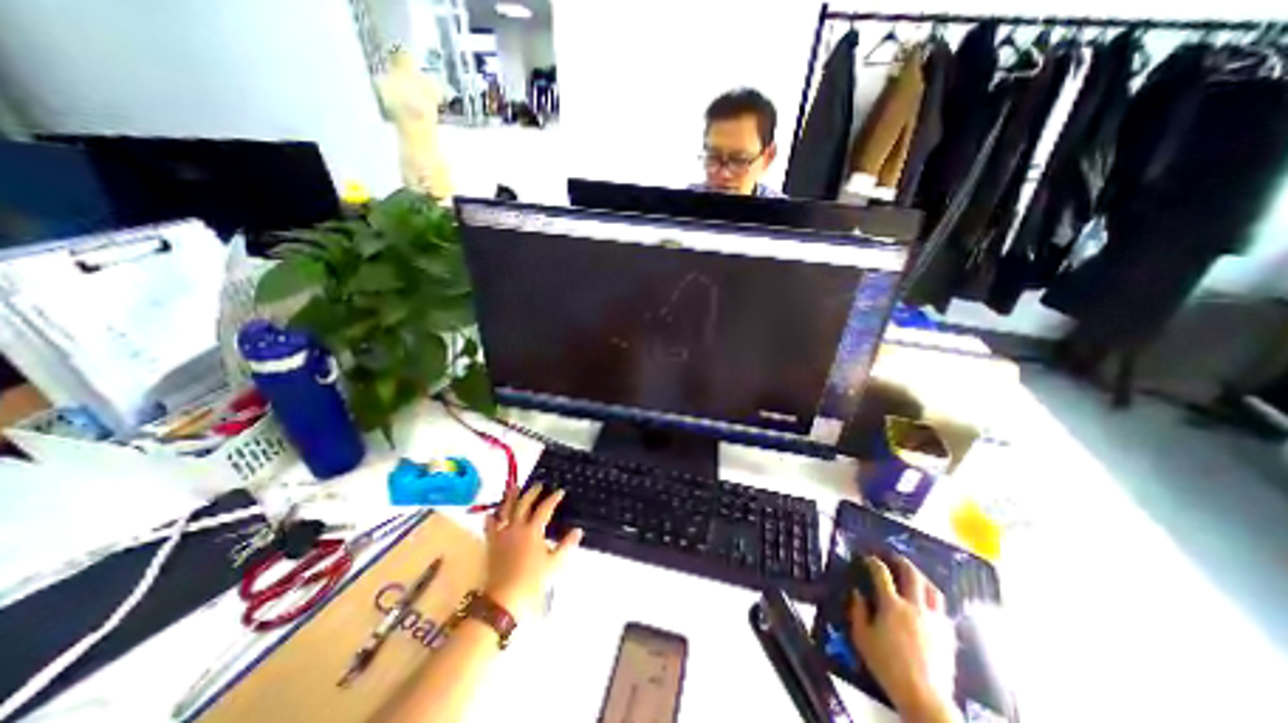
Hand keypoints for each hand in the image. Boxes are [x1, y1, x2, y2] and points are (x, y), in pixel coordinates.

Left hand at [484, 487, 584, 621]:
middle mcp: (517, 528)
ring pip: (505, 510)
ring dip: (510, 498)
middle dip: (532, 493)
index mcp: (533, 531)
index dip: (553, 499)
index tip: (560, 492)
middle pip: (524, 504)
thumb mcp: (555, 564)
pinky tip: (492, 513)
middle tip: (538, 485)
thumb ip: (566, 545)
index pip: (544, 509)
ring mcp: (502, 535)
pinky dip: (491, 517)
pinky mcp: (492, 544)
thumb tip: (578, 531)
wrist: (504, 599)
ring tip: (514, 488)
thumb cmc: (532, 581)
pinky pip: (490, 526)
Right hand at [854, 557, 958, 718]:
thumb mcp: (862, 638)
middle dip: (901, 561)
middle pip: (911, 574)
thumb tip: (857, 593)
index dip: (873, 562)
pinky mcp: (948, 634)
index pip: (881, 573)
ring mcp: (934, 620)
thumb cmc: (888, 666)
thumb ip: (857, 611)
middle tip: (893, 557)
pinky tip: (928, 604)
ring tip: (914, 575)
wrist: (924, 697)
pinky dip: (933, 600)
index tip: (867, 558)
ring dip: (921, 577)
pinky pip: (942, 609)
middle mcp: (915, 606)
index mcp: (892, 605)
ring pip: (932, 589)